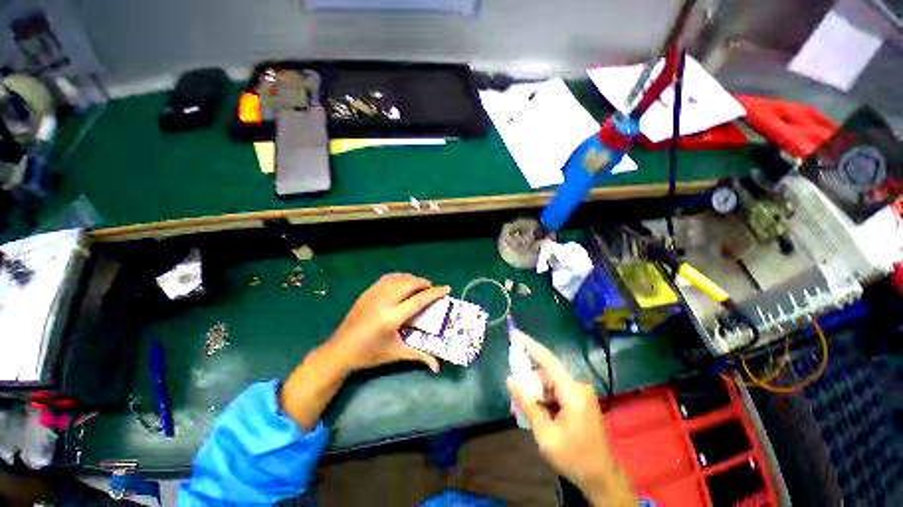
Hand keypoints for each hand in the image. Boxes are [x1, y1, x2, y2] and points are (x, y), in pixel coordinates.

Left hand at [327, 273, 449, 372]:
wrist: (340, 350)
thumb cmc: (370, 354)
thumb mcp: (396, 354)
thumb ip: (419, 356)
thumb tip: (438, 367)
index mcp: (392, 318)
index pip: (418, 300)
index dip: (434, 293)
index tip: (447, 288)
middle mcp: (383, 302)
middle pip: (409, 284)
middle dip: (423, 283)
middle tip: (431, 288)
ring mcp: (373, 295)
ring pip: (398, 278)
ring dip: (412, 279)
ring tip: (419, 286)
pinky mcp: (367, 292)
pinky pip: (387, 278)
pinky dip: (399, 277)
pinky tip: (403, 283)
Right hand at [506, 333, 637, 506]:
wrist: (602, 479)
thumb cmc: (574, 458)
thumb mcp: (546, 435)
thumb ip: (528, 404)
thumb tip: (510, 379)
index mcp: (573, 392)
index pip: (549, 360)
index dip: (531, 345)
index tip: (516, 333)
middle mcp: (578, 386)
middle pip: (547, 372)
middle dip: (528, 376)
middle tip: (512, 386)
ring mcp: (581, 393)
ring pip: (550, 382)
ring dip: (535, 389)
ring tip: (520, 402)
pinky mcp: (580, 399)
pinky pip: (556, 390)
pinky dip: (543, 395)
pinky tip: (534, 407)